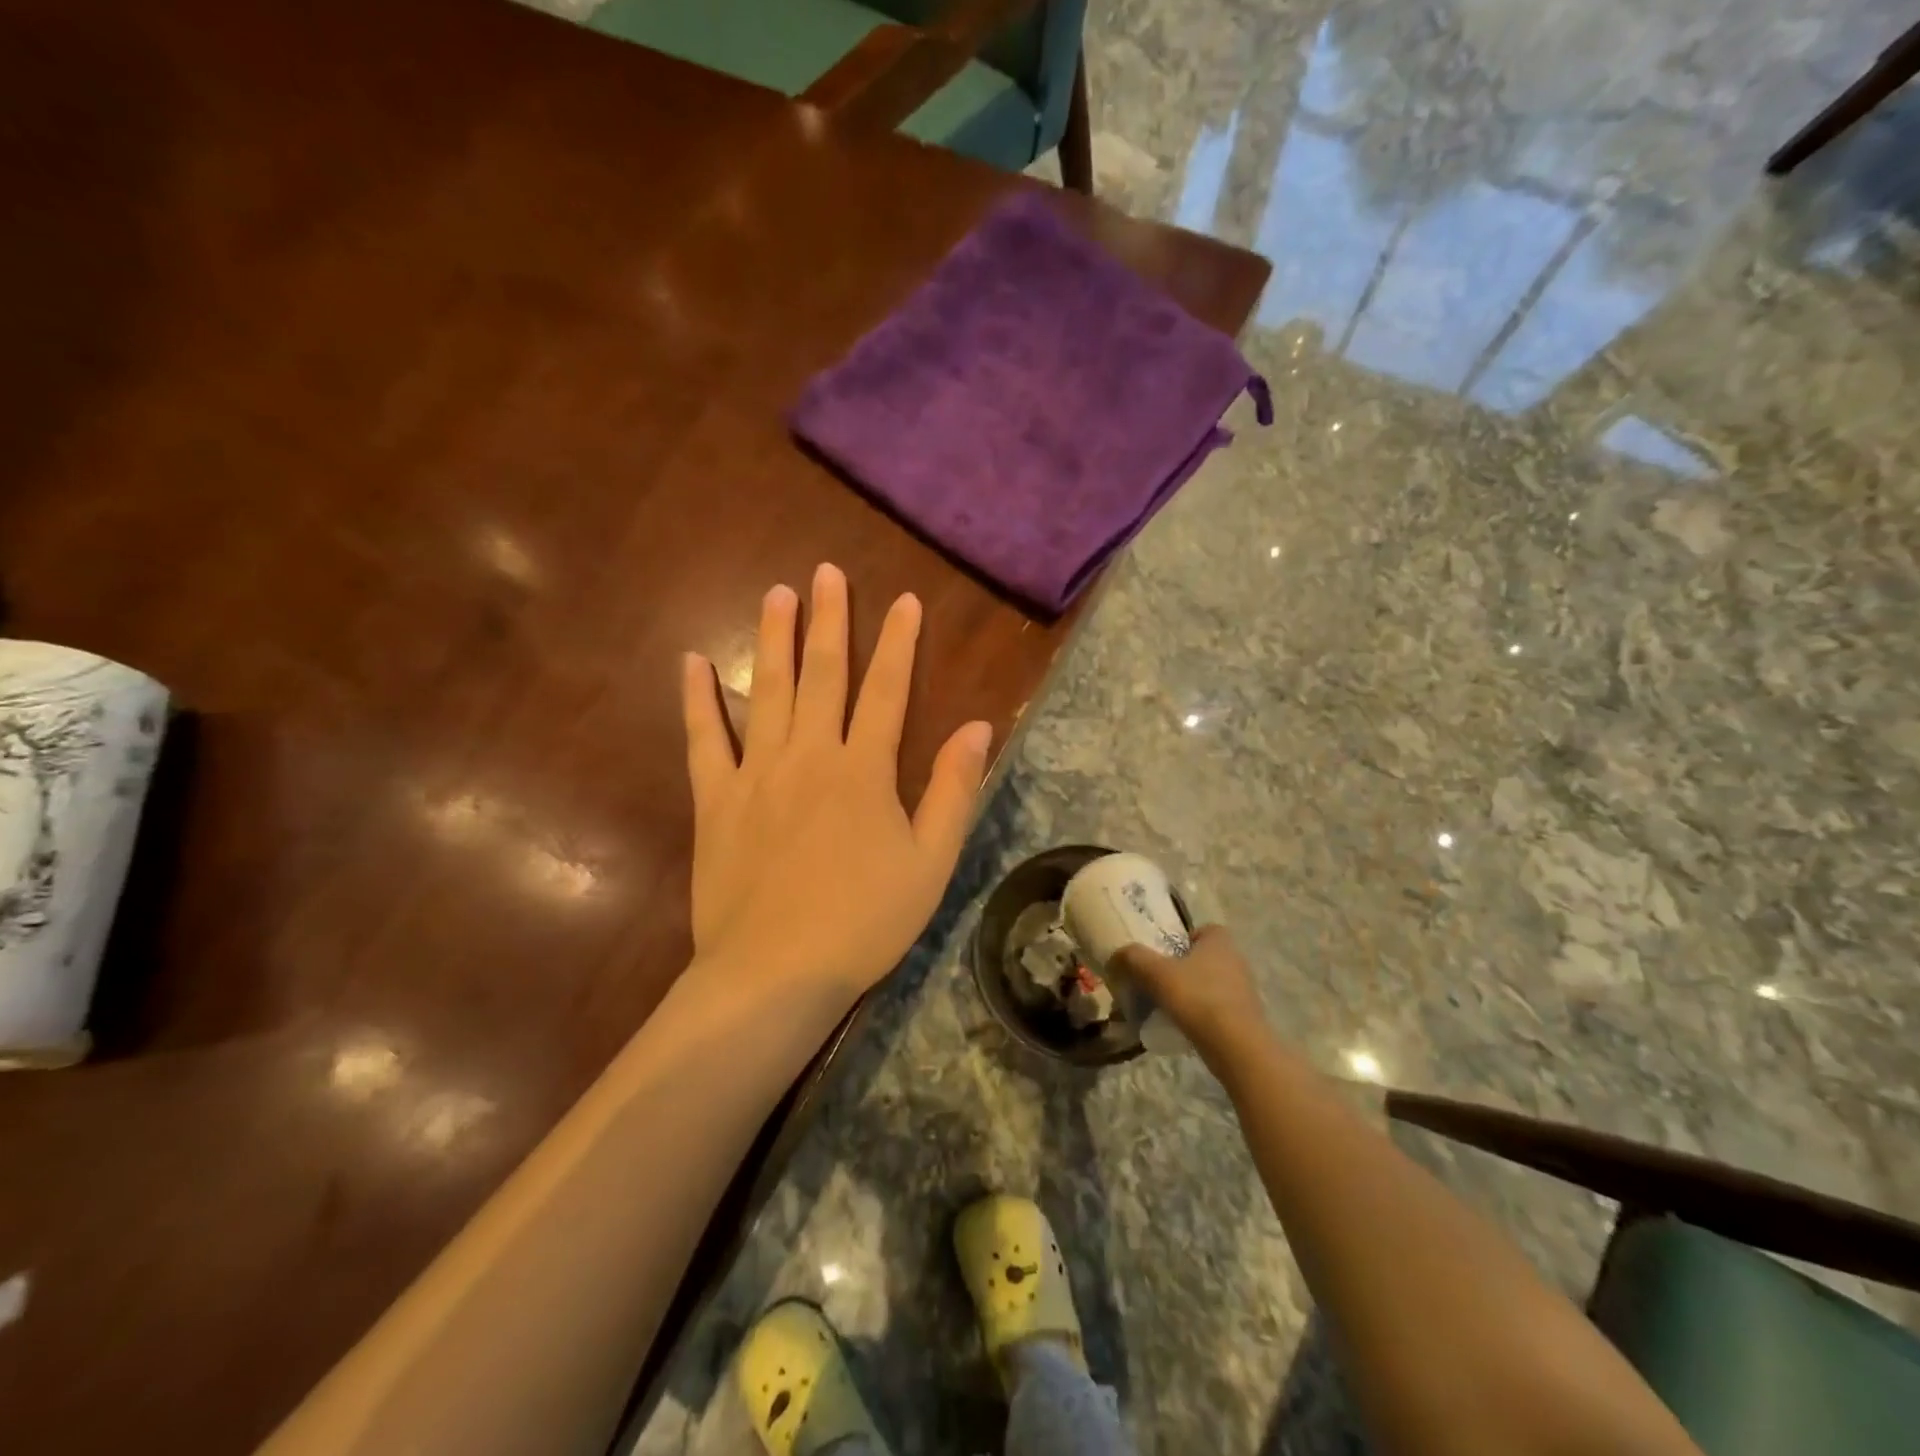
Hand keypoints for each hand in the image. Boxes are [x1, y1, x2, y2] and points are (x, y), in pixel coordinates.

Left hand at [681, 563, 992, 1010]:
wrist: (775, 972)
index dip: (899, 643)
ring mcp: (757, 774)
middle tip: (827, 572)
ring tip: (777, 594)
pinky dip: (699, 699)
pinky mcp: (716, 800)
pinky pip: (704, 739)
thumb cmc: (864, 921)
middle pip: (823, 675)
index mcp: (864, 770)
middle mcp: (810, 755)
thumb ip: (953, 790)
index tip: (905, 601)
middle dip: (830, 620)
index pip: (888, 691)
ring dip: (773, 639)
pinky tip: (693, 662)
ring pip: (767, 692)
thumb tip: (976, 728)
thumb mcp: (931, 862)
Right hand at [1114, 925, 1271, 1065]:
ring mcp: (1244, 990)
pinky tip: (1183, 1027)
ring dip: (1191, 993)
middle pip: (1203, 958)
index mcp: (1219, 941)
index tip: (1162, 955)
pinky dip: (1201, 1014)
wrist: (1237, 1048)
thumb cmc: (1198, 998)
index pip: (1201, 930)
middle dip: (1182, 968)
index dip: (1181, 939)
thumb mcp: (1156, 973)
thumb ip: (1133, 958)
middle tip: (1157, 981)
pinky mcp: (1245, 1017)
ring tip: (1167, 1007)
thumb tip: (1115, 955)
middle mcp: (1236, 960)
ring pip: (1209, 984)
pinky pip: (1217, 1008)